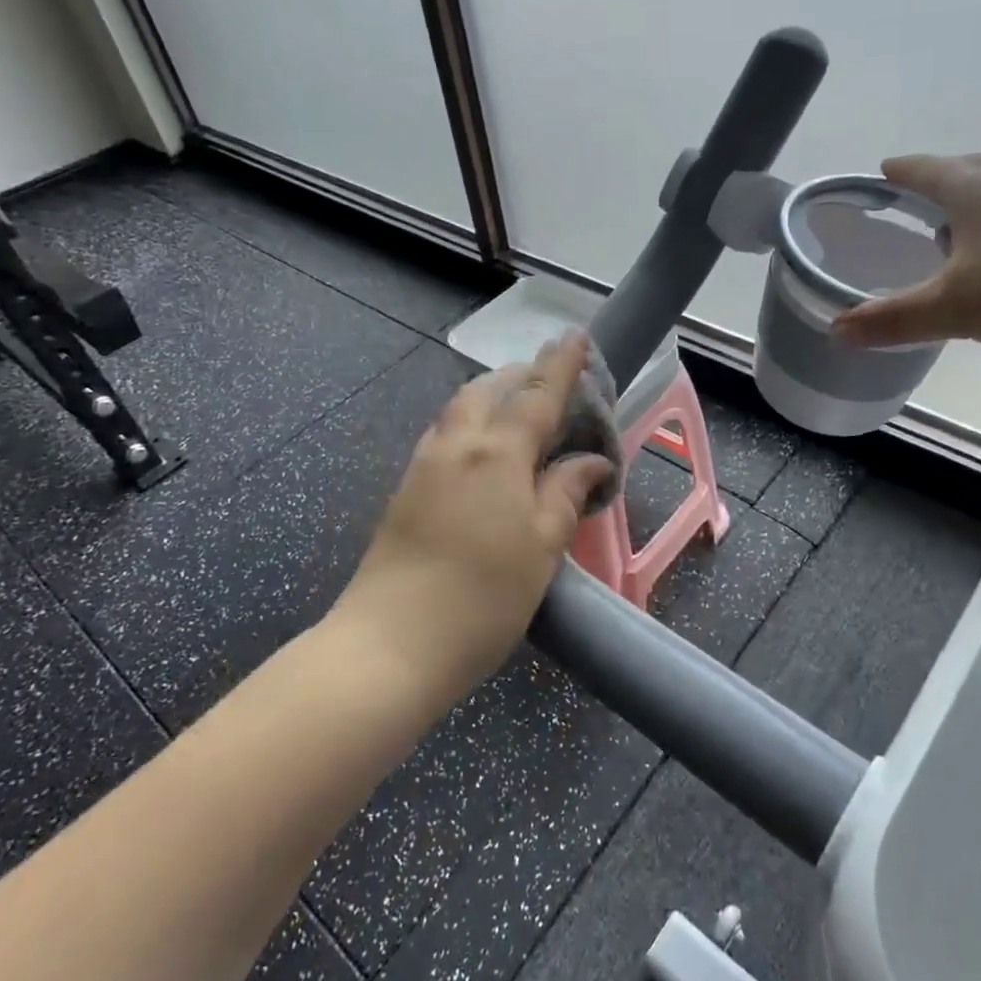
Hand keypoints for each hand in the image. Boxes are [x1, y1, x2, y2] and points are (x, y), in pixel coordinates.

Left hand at [345, 332, 614, 695]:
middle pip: (488, 390)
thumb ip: (566, 493)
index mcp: (497, 452)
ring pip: (461, 410)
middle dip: (521, 375)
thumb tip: (591, 461)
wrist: (389, 644)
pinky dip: (472, 425)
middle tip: (552, 385)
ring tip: (521, 415)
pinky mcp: (406, 490)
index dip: (562, 364)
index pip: (537, 394)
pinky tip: (486, 454)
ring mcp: (424, 466)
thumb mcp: (542, 547)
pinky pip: (445, 435)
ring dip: (492, 397)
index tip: (577, 337)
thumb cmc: (483, 596)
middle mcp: (456, 445)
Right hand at [832, 153, 980, 356]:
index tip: (883, 169)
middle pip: (969, 169)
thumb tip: (836, 330)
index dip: (902, 170)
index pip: (927, 170)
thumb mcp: (949, 309)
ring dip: (975, 200)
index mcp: (974, 191)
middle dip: (939, 177)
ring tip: (956, 225)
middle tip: (917, 191)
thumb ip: (891, 320)